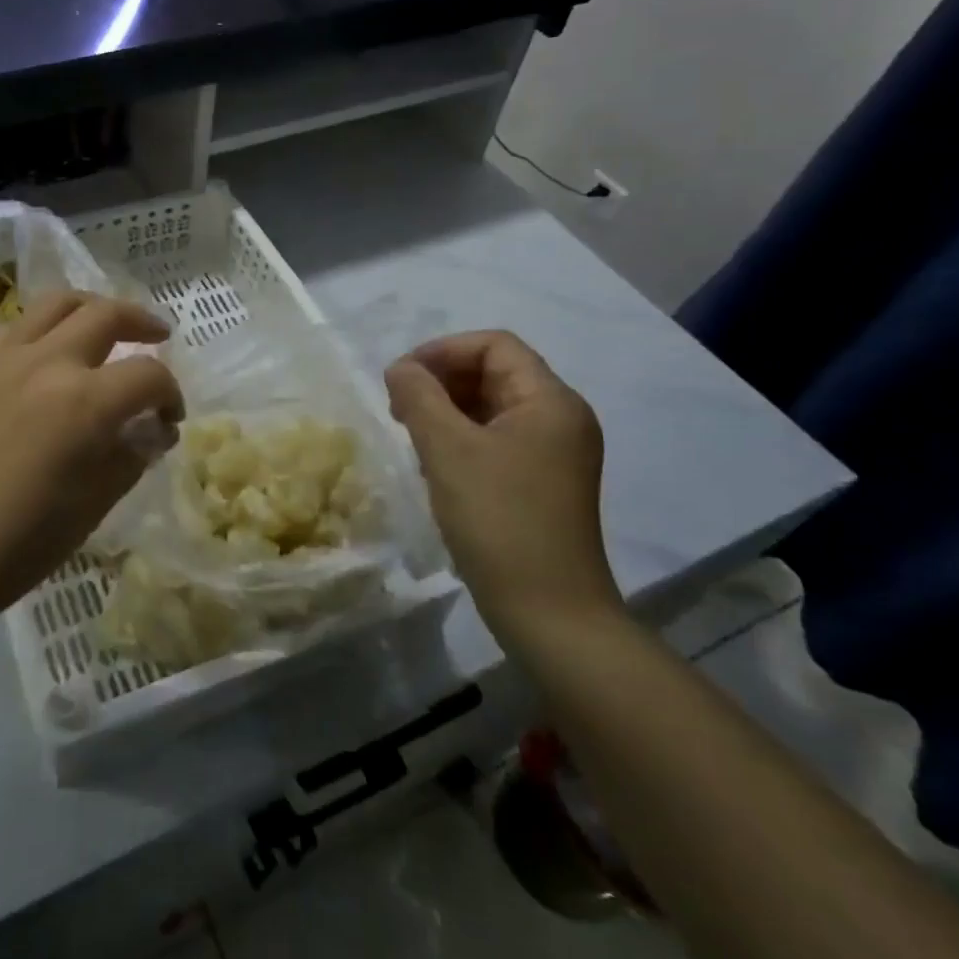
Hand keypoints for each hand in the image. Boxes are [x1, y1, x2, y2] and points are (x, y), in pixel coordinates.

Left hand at [0, 292, 182, 628]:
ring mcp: (2, 358)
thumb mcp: (94, 505)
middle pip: (106, 314)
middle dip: (141, 323)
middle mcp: (46, 363)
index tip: (170, 418)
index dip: (170, 393)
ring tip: (104, 324)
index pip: (147, 375)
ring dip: (92, 307)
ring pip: (56, 303)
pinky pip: (16, 327)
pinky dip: (46, 327)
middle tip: (157, 337)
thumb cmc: (20, 543)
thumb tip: (154, 430)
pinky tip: (49, 352)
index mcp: (84, 401)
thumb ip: (131, 455)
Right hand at [384, 331, 617, 643]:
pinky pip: (496, 439)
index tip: (400, 378)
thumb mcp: (448, 450)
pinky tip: (434, 465)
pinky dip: (461, 439)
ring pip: (491, 407)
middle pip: (494, 372)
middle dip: (441, 380)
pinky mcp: (541, 482)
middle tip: (399, 408)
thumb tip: (400, 368)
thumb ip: (419, 397)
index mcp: (550, 401)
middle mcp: (560, 419)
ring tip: (412, 436)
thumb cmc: (499, 520)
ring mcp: (554, 453)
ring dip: (447, 410)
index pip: (494, 344)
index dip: (442, 350)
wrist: (549, 614)